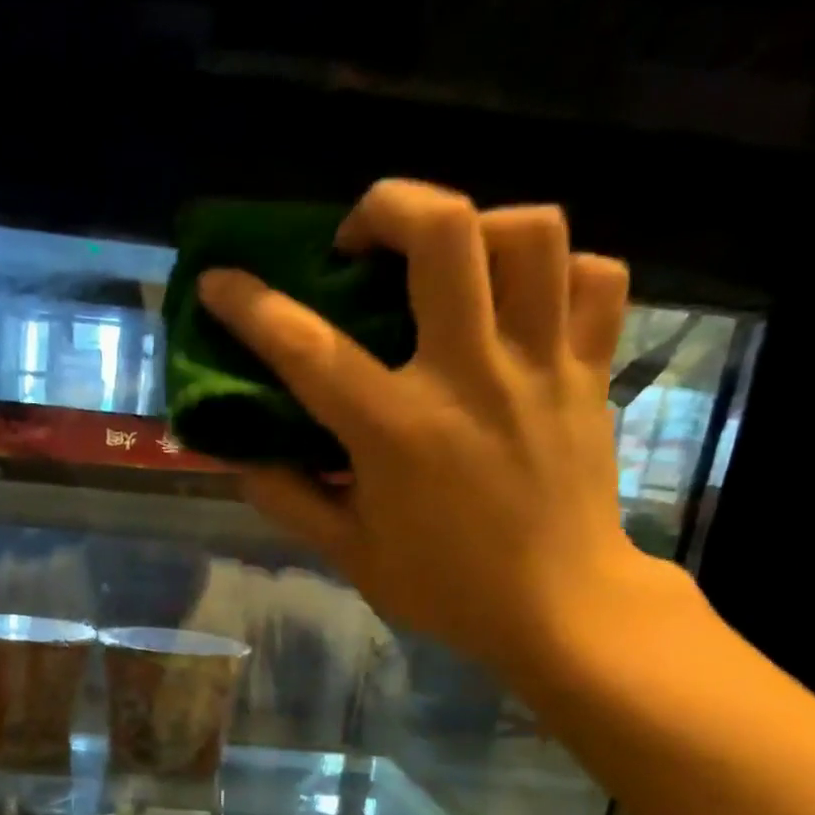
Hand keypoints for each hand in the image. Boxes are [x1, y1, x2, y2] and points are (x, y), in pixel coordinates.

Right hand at [198, 179, 665, 686]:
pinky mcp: (590, 372)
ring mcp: (540, 366)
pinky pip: (595, 278)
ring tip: (448, 261)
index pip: (309, 347)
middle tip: (360, 242)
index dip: (252, 305)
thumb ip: (290, 499)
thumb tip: (241, 456)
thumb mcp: (350, 555)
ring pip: (531, 233)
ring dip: (478, 225)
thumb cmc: (446, 587)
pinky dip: (558, 271)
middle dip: (387, 205)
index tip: (219, 282)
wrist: (560, 609)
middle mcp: (470, 376)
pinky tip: (523, 300)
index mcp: (398, 430)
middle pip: (444, 231)